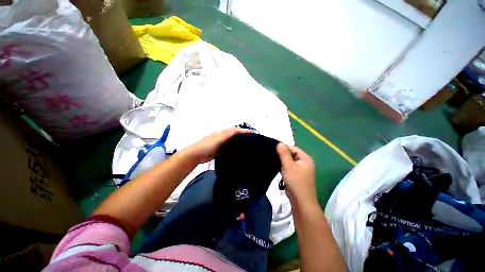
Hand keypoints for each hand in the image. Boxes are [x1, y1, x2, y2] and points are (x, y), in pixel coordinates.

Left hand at [184, 127, 250, 162]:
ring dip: (240, 140)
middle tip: (253, 139)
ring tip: (248, 144)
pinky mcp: (220, 149)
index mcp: (223, 132)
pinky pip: (230, 146)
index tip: (254, 133)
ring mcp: (221, 142)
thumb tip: (238, 129)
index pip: (236, 130)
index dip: (244, 131)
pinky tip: (238, 150)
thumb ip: (228, 134)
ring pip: (233, 140)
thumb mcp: (219, 138)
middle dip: (244, 135)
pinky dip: (235, 146)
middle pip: (235, 134)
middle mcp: (223, 136)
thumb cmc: (207, 145)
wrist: (196, 154)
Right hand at [276, 143, 316, 205]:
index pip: (294, 148)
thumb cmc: (295, 182)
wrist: (301, 201)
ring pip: (290, 161)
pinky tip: (279, 168)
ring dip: (283, 161)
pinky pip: (290, 167)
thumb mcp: (288, 166)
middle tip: (273, 156)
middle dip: (283, 155)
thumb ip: (284, 154)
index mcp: (306, 159)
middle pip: (292, 154)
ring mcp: (302, 170)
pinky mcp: (298, 175)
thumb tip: (279, 143)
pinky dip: (285, 167)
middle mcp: (305, 163)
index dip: (284, 147)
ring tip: (275, 161)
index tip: (274, 148)